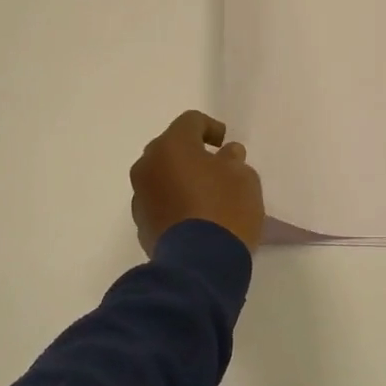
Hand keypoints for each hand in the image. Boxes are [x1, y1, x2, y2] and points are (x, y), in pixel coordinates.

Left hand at [130, 110, 264, 254]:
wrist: (200, 264)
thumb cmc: (226, 210)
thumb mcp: (244, 178)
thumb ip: (233, 160)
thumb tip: (225, 156)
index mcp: (172, 146)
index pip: (191, 121)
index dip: (211, 127)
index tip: (226, 144)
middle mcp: (148, 166)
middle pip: (170, 148)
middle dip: (192, 153)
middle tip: (216, 167)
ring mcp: (140, 196)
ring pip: (161, 176)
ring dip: (180, 179)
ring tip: (206, 195)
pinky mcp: (141, 224)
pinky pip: (159, 202)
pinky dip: (174, 202)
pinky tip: (195, 217)